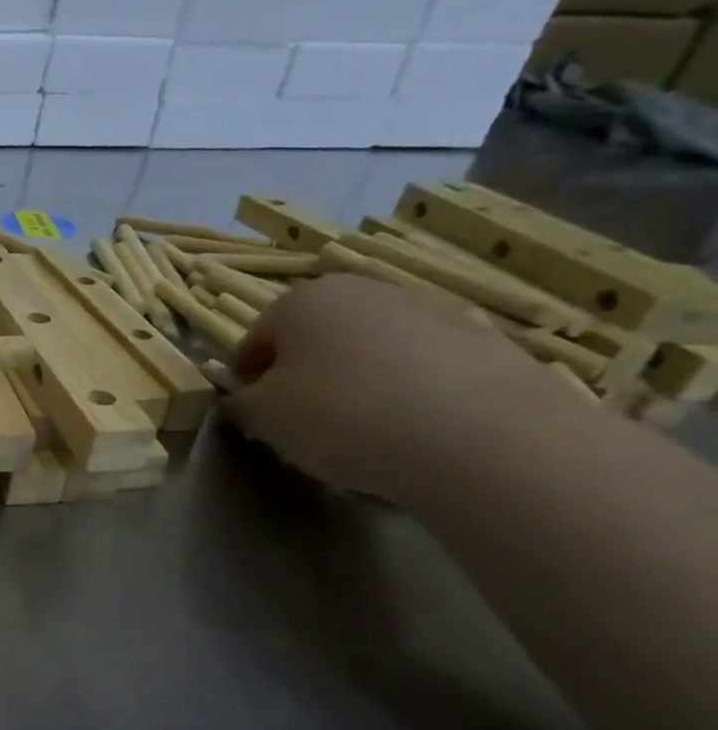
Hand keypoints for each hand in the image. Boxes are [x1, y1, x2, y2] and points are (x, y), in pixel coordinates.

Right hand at [224, 274, 570, 503]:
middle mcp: (365, 291)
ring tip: (363, 433)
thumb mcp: (262, 418)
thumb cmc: (343, 415)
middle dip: (304, 375)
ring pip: (372, 351)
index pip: (255, 340)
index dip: (247, 379)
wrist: (486, 439)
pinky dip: (411, 394)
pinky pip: (426, 370)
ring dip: (358, 382)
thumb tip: (245, 401)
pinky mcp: (487, 343)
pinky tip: (414, 434)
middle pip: (316, 338)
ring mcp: (432, 312)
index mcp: (302, 300)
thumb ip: (241, 404)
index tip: (252, 415)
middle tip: (304, 423)